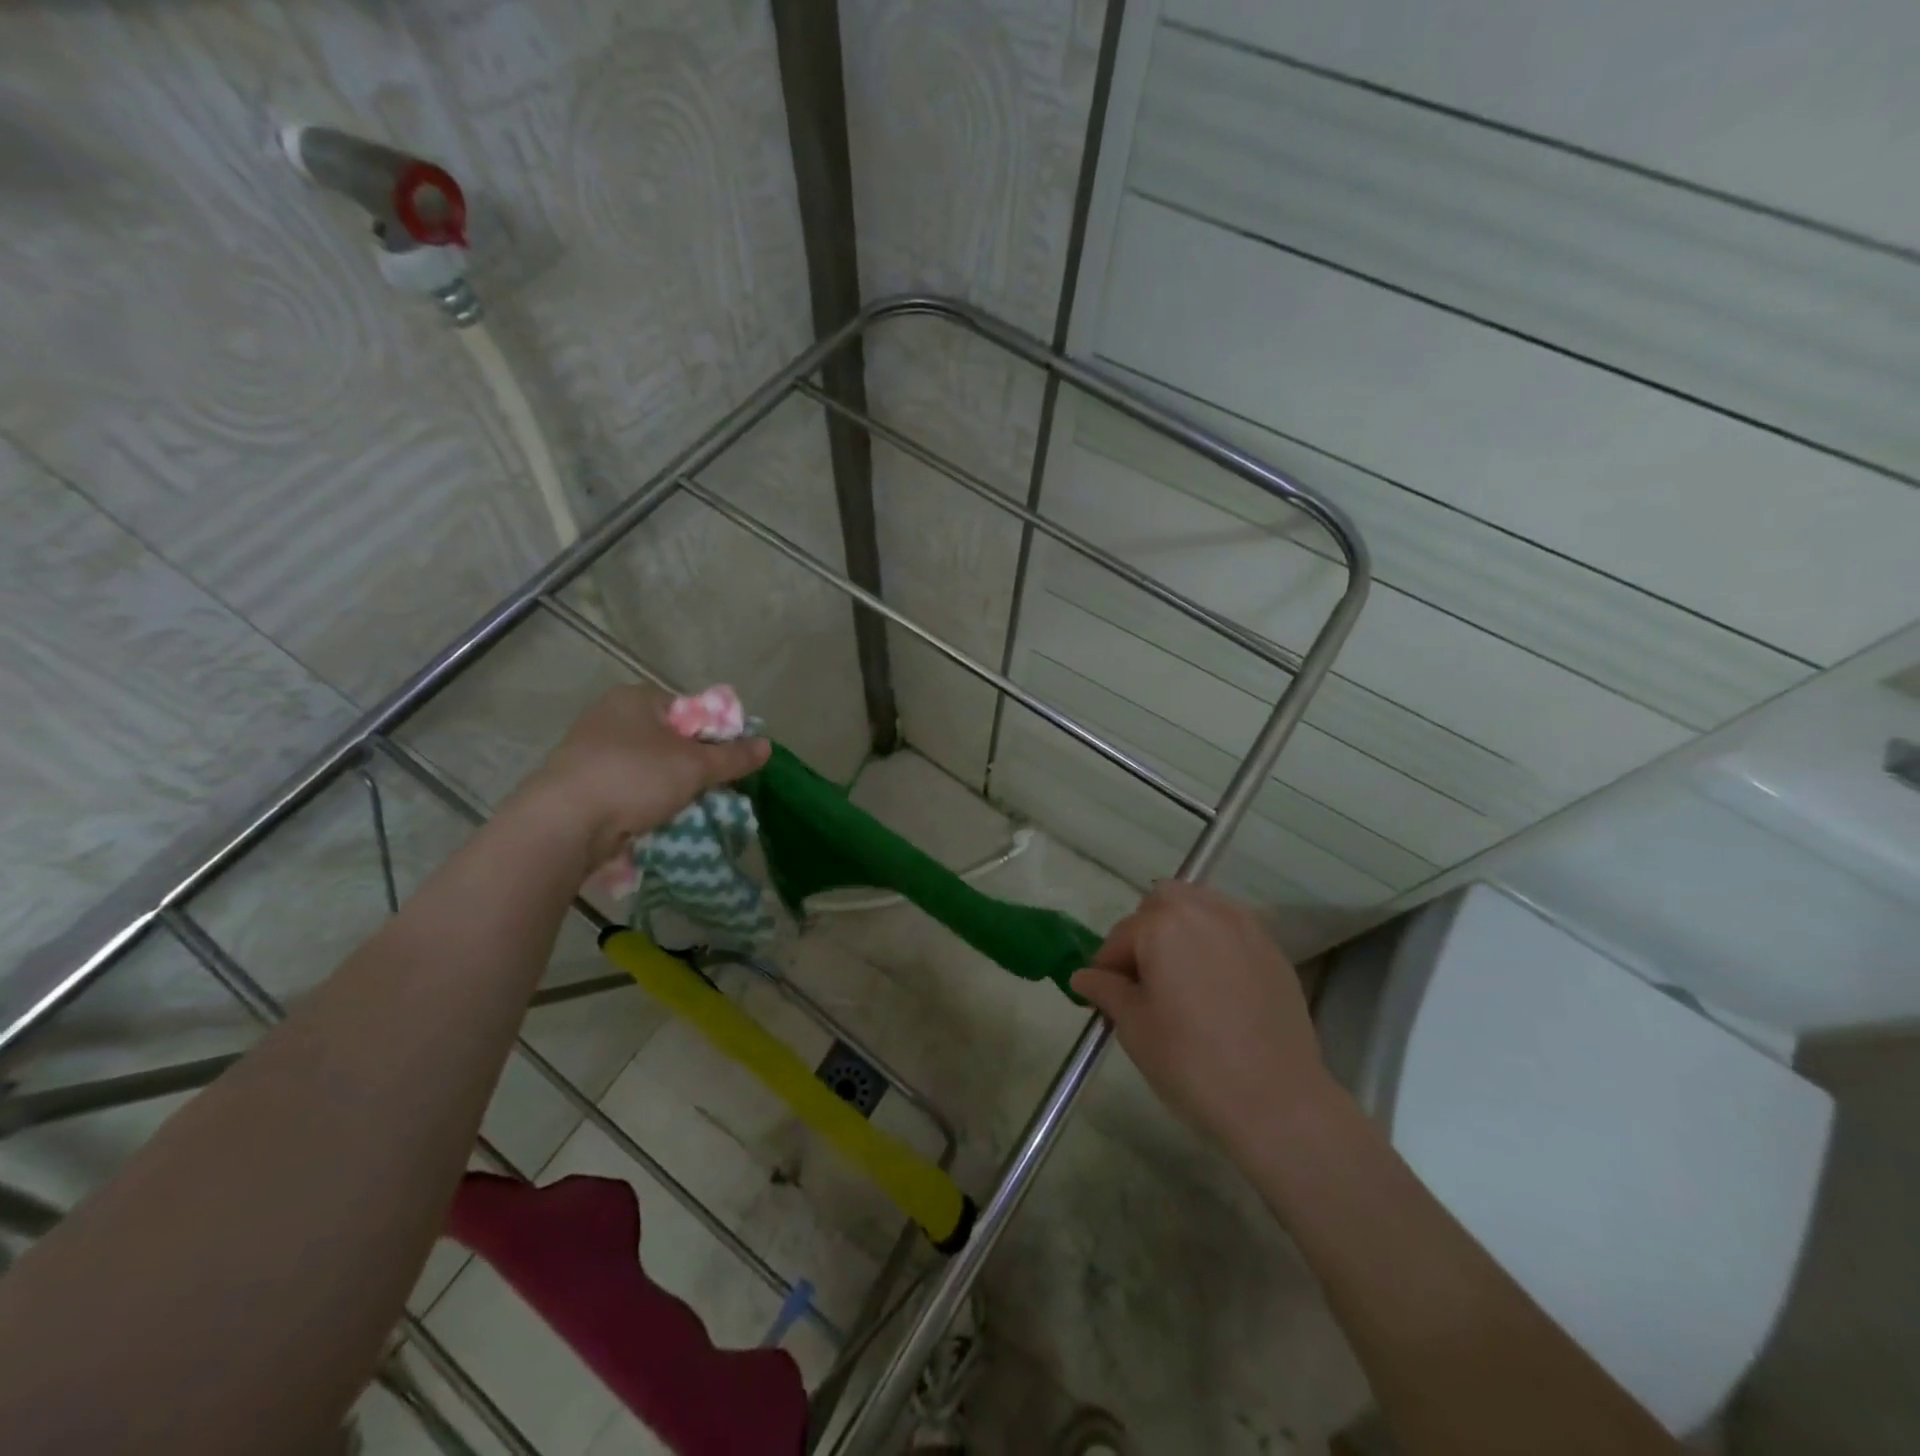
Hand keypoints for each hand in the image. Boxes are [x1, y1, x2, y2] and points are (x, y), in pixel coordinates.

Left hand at [517, 686, 768, 872]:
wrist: (565, 824)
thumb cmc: (635, 778)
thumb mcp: (695, 766)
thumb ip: (733, 756)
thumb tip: (767, 746)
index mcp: (635, 698)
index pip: (689, 709)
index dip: (714, 734)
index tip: (726, 762)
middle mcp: (609, 716)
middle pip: (670, 738)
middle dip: (693, 764)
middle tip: (711, 787)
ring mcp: (589, 750)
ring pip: (649, 765)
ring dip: (669, 785)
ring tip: (686, 807)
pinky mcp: (579, 782)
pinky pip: (626, 786)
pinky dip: (643, 799)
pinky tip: (655, 817)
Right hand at [1072, 881, 1338, 1156]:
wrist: (1276, 1100)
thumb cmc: (1191, 1061)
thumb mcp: (1134, 1027)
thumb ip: (1106, 991)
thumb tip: (1082, 977)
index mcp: (1162, 925)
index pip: (1120, 936)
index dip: (1107, 967)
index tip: (1105, 996)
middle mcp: (1203, 911)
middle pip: (1160, 903)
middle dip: (1145, 931)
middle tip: (1144, 979)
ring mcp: (1243, 926)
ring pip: (1198, 905)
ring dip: (1180, 926)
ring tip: (1179, 973)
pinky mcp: (1271, 947)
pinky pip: (1230, 926)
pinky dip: (1214, 938)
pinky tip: (1214, 980)